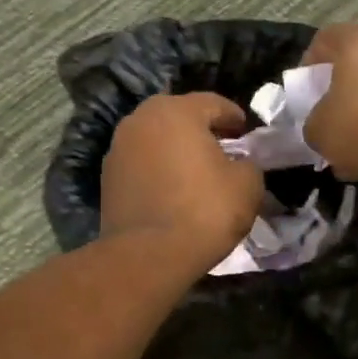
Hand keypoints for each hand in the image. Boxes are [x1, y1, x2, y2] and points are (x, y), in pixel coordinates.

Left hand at [102, 92, 263, 271]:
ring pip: (157, 140)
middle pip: (180, 117)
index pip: (214, 103)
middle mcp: (141, 119)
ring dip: (177, 150)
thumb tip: (241, 163)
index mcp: (177, 111)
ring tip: (197, 172)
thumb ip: (249, 164)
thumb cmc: (204, 211)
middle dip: (202, 130)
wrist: (149, 255)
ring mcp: (118, 147)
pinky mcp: (108, 177)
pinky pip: (142, 164)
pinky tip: (174, 190)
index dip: (234, 117)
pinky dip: (159, 170)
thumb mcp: (248, 186)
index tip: (247, 133)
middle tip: (223, 149)